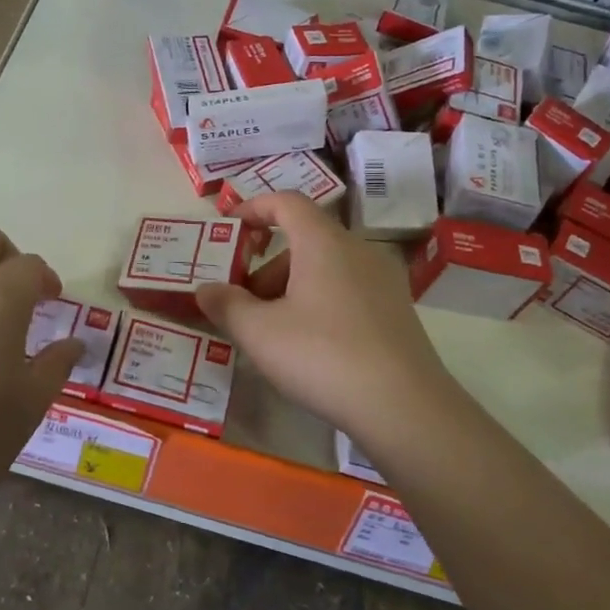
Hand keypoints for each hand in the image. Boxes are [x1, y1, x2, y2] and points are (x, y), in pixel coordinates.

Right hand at [195, 193, 460, 444]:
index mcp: (324, 242)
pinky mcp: (396, 310)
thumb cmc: (322, 356)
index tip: (230, 227)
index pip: (287, 202)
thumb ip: (226, 305)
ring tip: (271, 331)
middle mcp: (357, 250)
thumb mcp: (259, 332)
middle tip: (243, 303)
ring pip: (325, 267)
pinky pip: (346, 289)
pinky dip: (319, 301)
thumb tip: (205, 289)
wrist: (404, 407)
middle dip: (266, 266)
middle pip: (304, 240)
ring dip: (291, 287)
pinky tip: (309, 345)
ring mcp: (382, 280)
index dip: (254, 208)